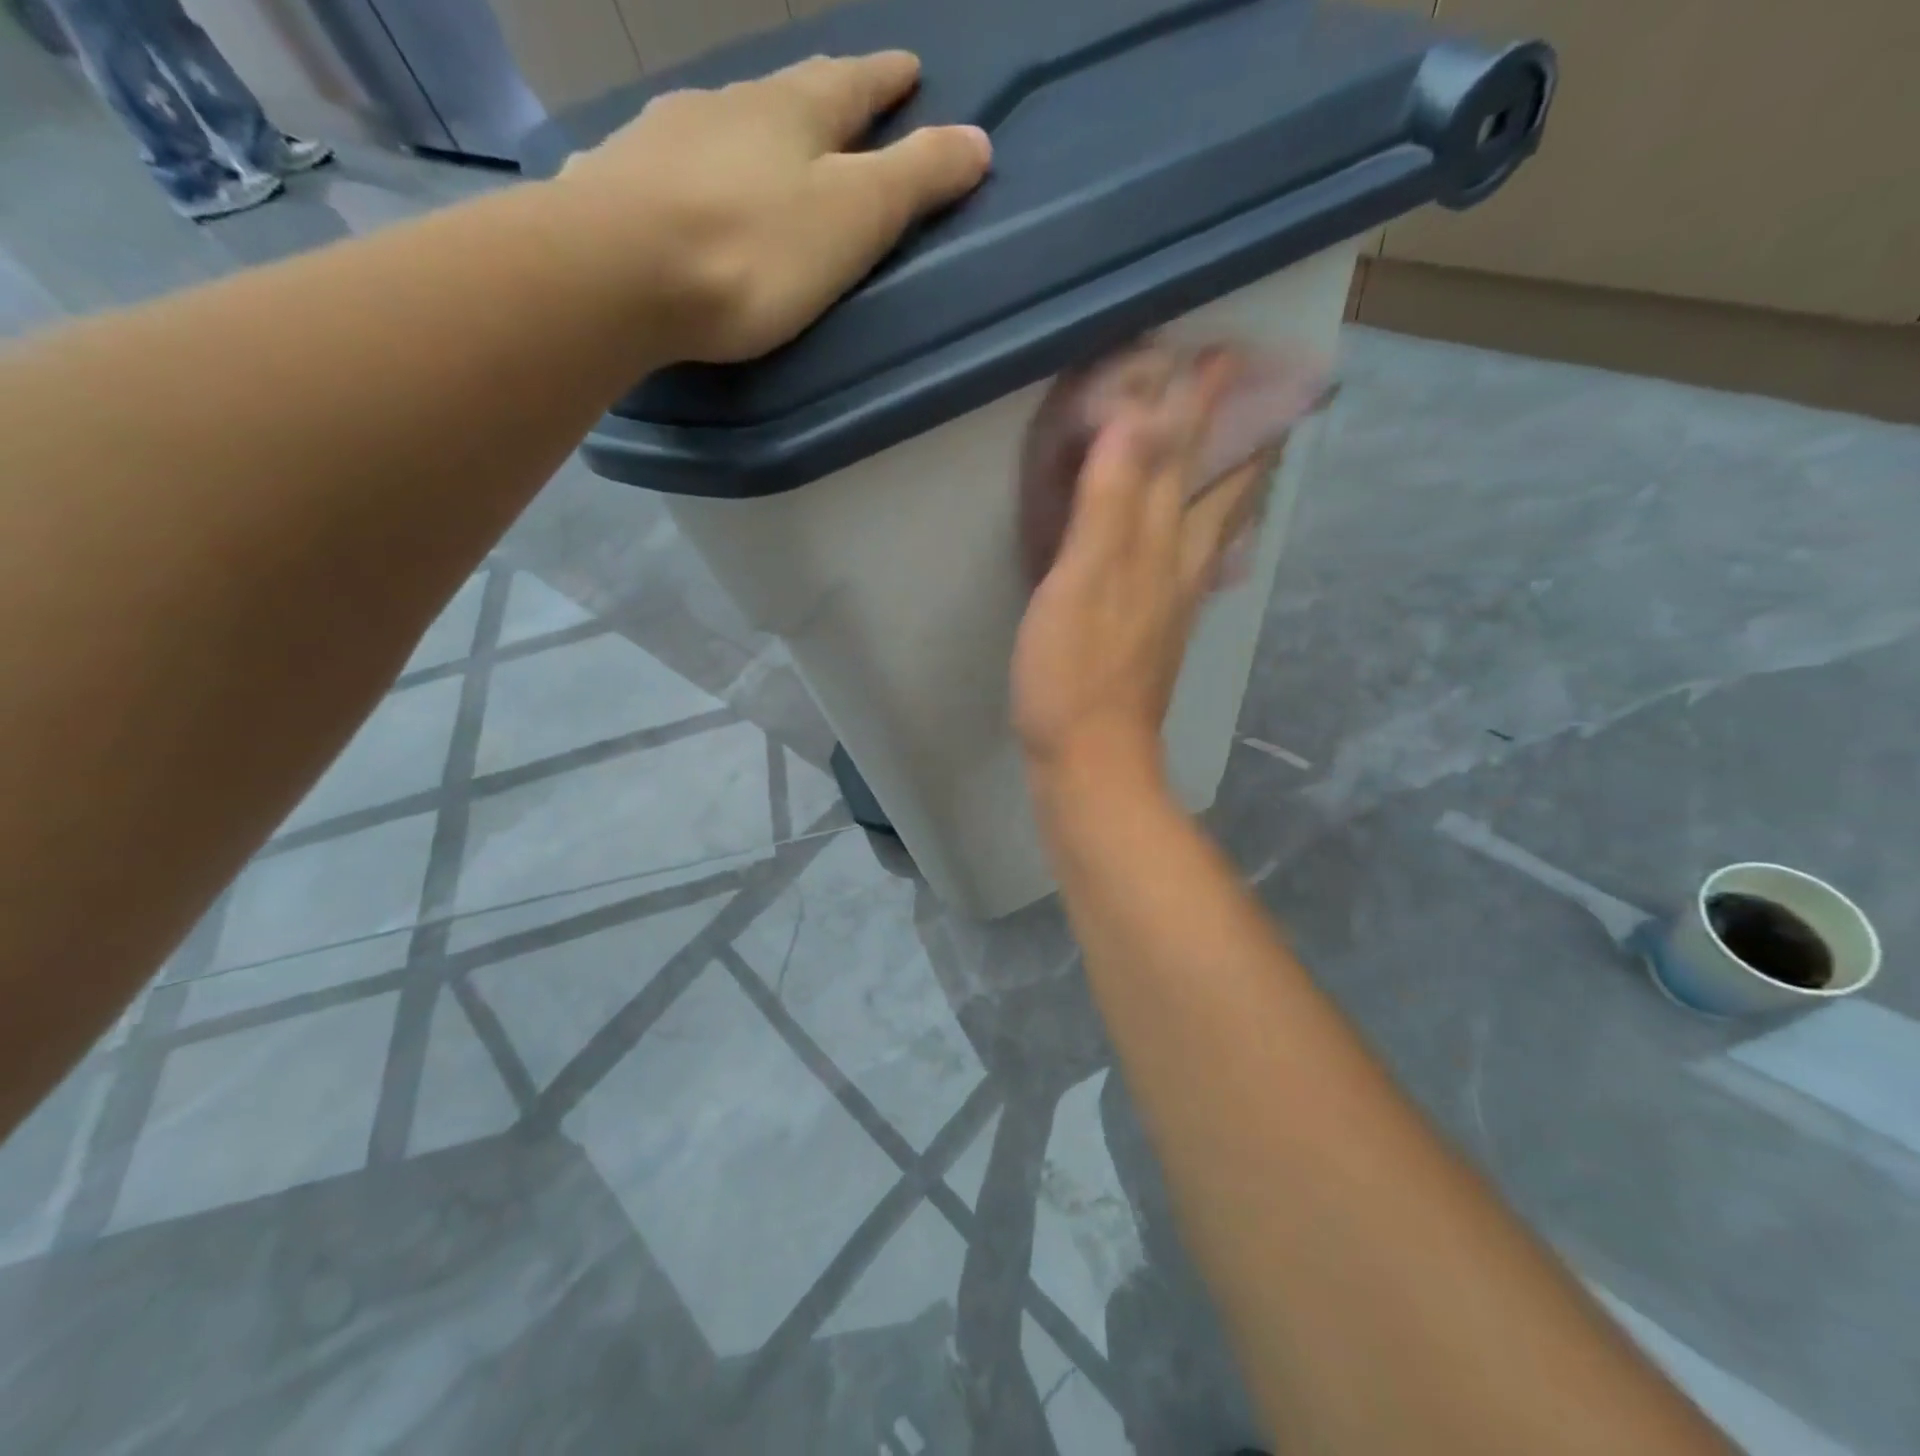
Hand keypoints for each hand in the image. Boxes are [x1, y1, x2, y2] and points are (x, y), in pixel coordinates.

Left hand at [557, 51, 990, 362]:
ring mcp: (665, 137)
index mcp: (794, 114)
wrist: (619, 271)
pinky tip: (686, 180)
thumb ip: (914, 181)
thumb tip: (980, 139)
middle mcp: (729, 107)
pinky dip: (694, 165)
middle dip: (822, 95)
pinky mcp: (619, 179)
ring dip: (753, 128)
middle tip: (843, 96)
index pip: (854, 83)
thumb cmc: (754, 251)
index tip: (910, 67)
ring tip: (766, 144)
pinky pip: (671, 161)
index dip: (886, 79)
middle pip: (787, 92)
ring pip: (725, 121)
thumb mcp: (854, 219)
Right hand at [1011, 356, 1271, 803]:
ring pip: (1207, 528)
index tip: (1223, 352)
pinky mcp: (1153, 632)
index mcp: (1156, 547)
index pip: (1182, 460)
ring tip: (1247, 453)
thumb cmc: (1073, 672)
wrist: (1090, 758)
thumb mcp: (1081, 579)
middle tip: (1257, 392)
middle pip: (1215, 491)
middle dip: (1233, 437)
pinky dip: (1199, 532)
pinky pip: (1187, 563)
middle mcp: (1174, 567)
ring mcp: (1169, 603)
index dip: (1198, 407)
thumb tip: (1140, 419)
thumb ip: (1109, 502)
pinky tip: (1194, 537)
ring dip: (1228, 483)